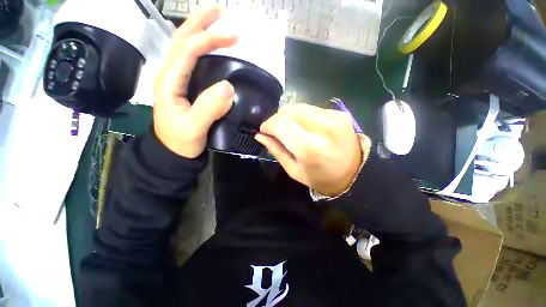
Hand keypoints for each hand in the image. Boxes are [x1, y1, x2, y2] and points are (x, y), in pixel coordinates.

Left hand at [154, 6, 237, 157]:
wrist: (173, 152)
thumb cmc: (180, 141)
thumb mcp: (194, 128)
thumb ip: (209, 108)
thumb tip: (229, 86)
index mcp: (169, 81)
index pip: (188, 49)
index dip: (211, 39)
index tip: (235, 37)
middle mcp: (170, 74)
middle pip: (181, 39)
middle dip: (200, 22)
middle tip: (220, 10)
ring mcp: (176, 80)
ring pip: (185, 48)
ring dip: (200, 32)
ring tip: (217, 24)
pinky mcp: (185, 87)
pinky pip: (192, 62)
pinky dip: (203, 50)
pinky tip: (213, 50)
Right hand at [255, 104, 364, 196]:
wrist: (354, 173)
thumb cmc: (321, 178)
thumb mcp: (294, 170)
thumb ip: (276, 150)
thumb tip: (260, 135)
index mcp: (309, 148)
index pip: (281, 124)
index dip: (268, 124)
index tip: (264, 130)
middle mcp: (323, 128)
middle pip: (290, 111)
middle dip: (277, 118)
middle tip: (274, 129)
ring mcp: (334, 118)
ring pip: (300, 107)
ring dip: (288, 115)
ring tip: (287, 127)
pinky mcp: (339, 113)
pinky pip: (312, 108)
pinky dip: (302, 115)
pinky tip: (303, 126)